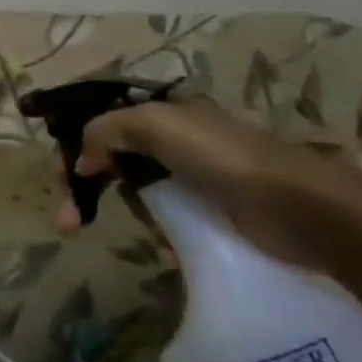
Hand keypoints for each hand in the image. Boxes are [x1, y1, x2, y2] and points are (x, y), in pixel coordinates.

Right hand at [57, 98, 359, 267]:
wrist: (297, 207)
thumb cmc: (220, 156)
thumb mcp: (151, 124)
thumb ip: (105, 131)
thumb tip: (82, 163)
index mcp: (164, 113)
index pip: (104, 124)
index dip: (77, 148)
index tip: (65, 180)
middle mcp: (176, 141)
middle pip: (114, 161)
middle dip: (88, 190)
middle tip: (69, 222)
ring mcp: (195, 179)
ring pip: (138, 193)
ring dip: (128, 213)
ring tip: (136, 233)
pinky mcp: (213, 214)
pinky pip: (170, 221)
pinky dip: (161, 234)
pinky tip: (166, 248)